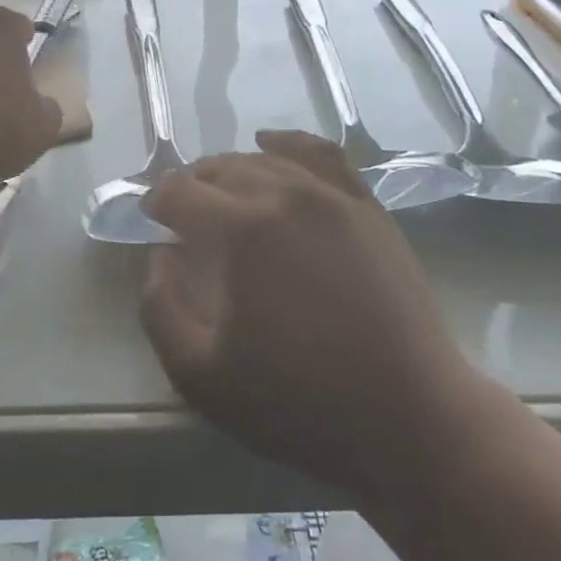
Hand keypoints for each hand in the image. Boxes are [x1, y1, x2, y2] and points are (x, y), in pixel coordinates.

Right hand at [139, 131, 480, 505]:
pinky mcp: (365, 206)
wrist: (410, 417)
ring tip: (221, 194)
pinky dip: (289, 143)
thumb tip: (159, 255)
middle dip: (192, 187)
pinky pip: (321, 154)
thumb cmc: (300, 404)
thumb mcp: (201, 377)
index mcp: (241, 230)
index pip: (180, 192)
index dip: (156, 202)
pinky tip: (272, 145)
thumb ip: (161, 308)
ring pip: (266, 160)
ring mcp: (332, 195)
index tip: (150, 222)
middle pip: (221, 169)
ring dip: (232, 171)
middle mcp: (285, 194)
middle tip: (182, 218)